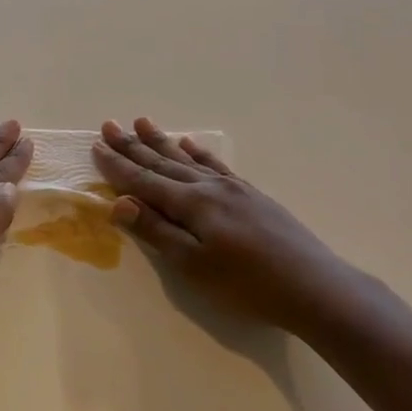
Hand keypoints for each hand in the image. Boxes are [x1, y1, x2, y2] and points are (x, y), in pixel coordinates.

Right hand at [93, 118, 372, 332]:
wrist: (315, 287)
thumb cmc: (247, 285)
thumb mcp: (194, 266)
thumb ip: (156, 232)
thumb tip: (119, 203)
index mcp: (191, 204)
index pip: (144, 181)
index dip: (118, 166)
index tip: (96, 146)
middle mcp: (209, 187)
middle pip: (163, 163)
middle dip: (133, 146)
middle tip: (110, 125)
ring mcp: (233, 188)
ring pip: (188, 159)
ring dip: (162, 141)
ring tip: (142, 122)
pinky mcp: (252, 195)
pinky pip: (217, 165)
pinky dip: (200, 152)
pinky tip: (192, 144)